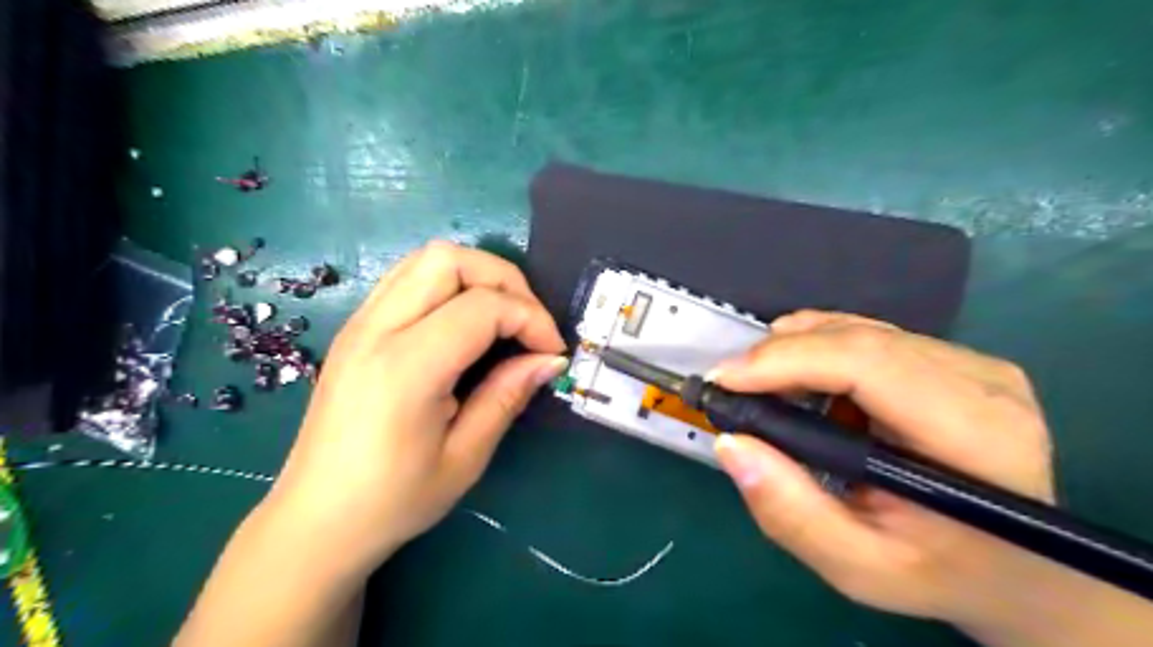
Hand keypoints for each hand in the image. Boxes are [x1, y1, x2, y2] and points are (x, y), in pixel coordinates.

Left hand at [263, 243, 565, 570]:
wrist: (315, 520)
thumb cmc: (393, 500)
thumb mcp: (465, 456)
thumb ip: (508, 395)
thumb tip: (551, 359)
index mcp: (405, 368)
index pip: (483, 306)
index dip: (531, 319)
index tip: (552, 352)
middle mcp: (376, 329)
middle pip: (450, 259)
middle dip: (505, 280)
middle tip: (528, 324)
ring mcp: (359, 323)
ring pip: (427, 258)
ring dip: (476, 276)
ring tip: (502, 319)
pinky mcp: (356, 328)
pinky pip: (409, 278)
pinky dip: (449, 284)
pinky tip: (464, 324)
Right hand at [713, 310, 1051, 626]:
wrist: (1021, 568)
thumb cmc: (941, 573)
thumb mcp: (859, 568)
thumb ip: (792, 514)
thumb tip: (730, 443)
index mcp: (976, 437)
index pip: (868, 365)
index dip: (787, 361)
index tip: (725, 380)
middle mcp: (984, 383)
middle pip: (859, 339)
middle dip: (779, 355)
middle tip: (732, 386)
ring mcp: (975, 363)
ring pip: (860, 329)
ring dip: (797, 349)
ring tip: (760, 384)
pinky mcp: (956, 357)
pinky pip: (871, 333)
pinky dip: (820, 346)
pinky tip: (800, 375)